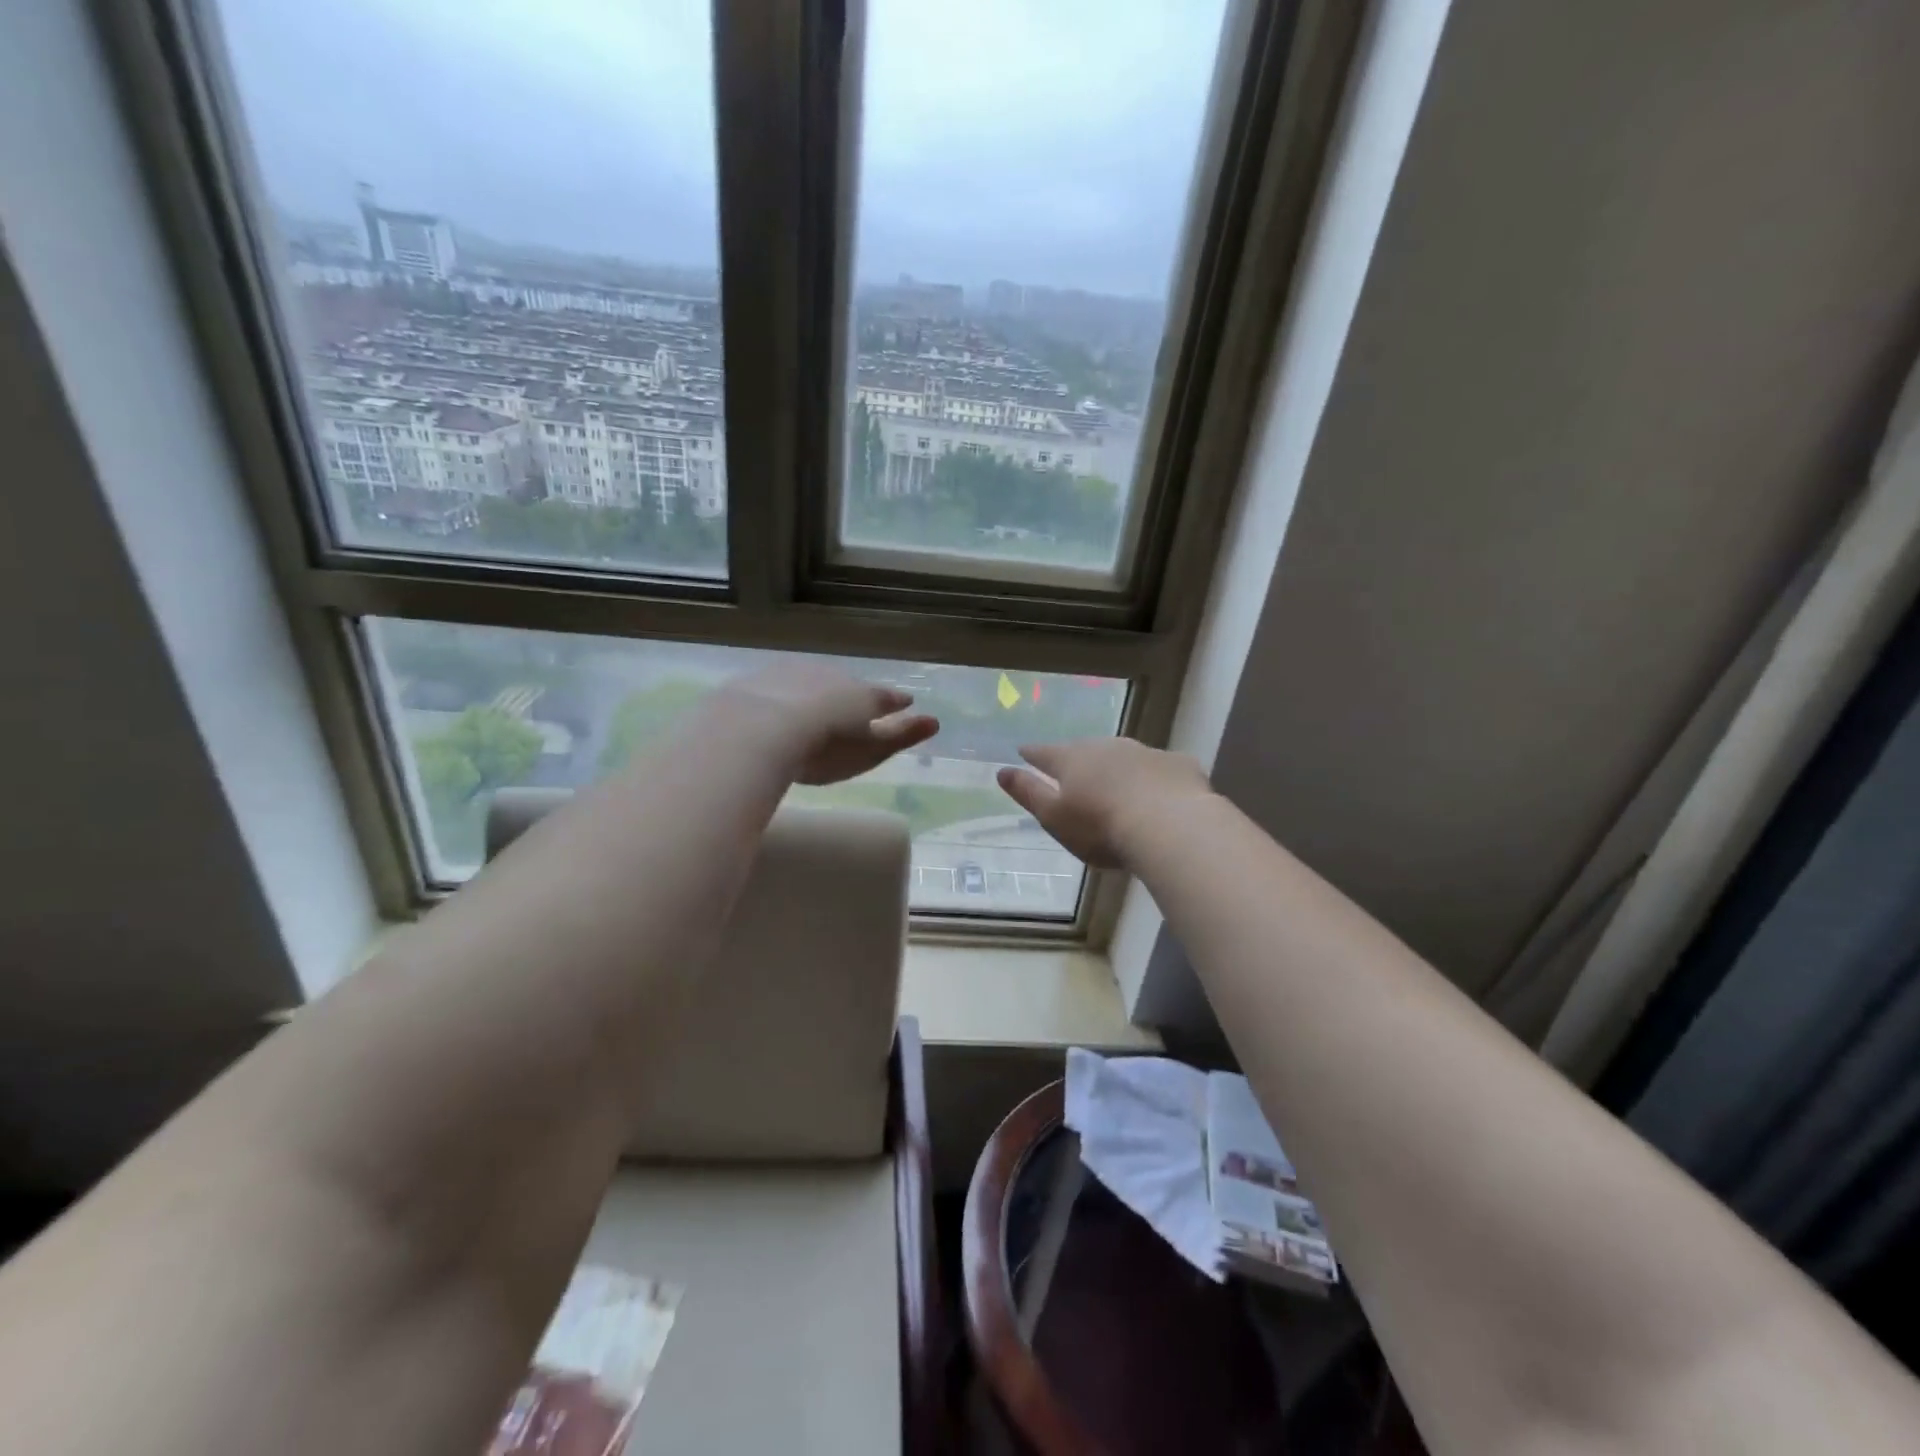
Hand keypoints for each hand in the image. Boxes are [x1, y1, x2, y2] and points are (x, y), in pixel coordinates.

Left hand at [717, 661, 938, 785]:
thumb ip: (901, 736)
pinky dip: (780, 695)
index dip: (896, 702)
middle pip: (847, 685)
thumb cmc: (825, 747)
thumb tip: (935, 721)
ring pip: (812, 681)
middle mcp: (833, 676)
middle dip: (852, 695)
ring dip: (815, 692)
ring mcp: (794, 673)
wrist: (760, 728)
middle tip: (852, 708)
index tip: (906, 702)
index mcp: (863, 695)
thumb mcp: (870, 750)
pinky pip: (777, 686)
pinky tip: (772, 709)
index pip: (886, 697)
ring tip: (813, 708)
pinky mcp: (759, 680)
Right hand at [997, 739, 1212, 868]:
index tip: (1023, 751)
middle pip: (1085, 750)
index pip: (1044, 753)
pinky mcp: (1178, 765)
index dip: (1032, 754)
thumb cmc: (1102, 827)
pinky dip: (1154, 778)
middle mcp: (1106, 747)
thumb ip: (1028, 793)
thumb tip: (1001, 771)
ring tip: (1115, 782)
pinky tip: (1160, 794)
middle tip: (1073, 770)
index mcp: (1072, 761)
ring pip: (1124, 755)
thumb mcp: (1055, 817)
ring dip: (1116, 766)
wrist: (1171, 826)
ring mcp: (1145, 752)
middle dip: (1077, 758)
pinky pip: (1160, 769)